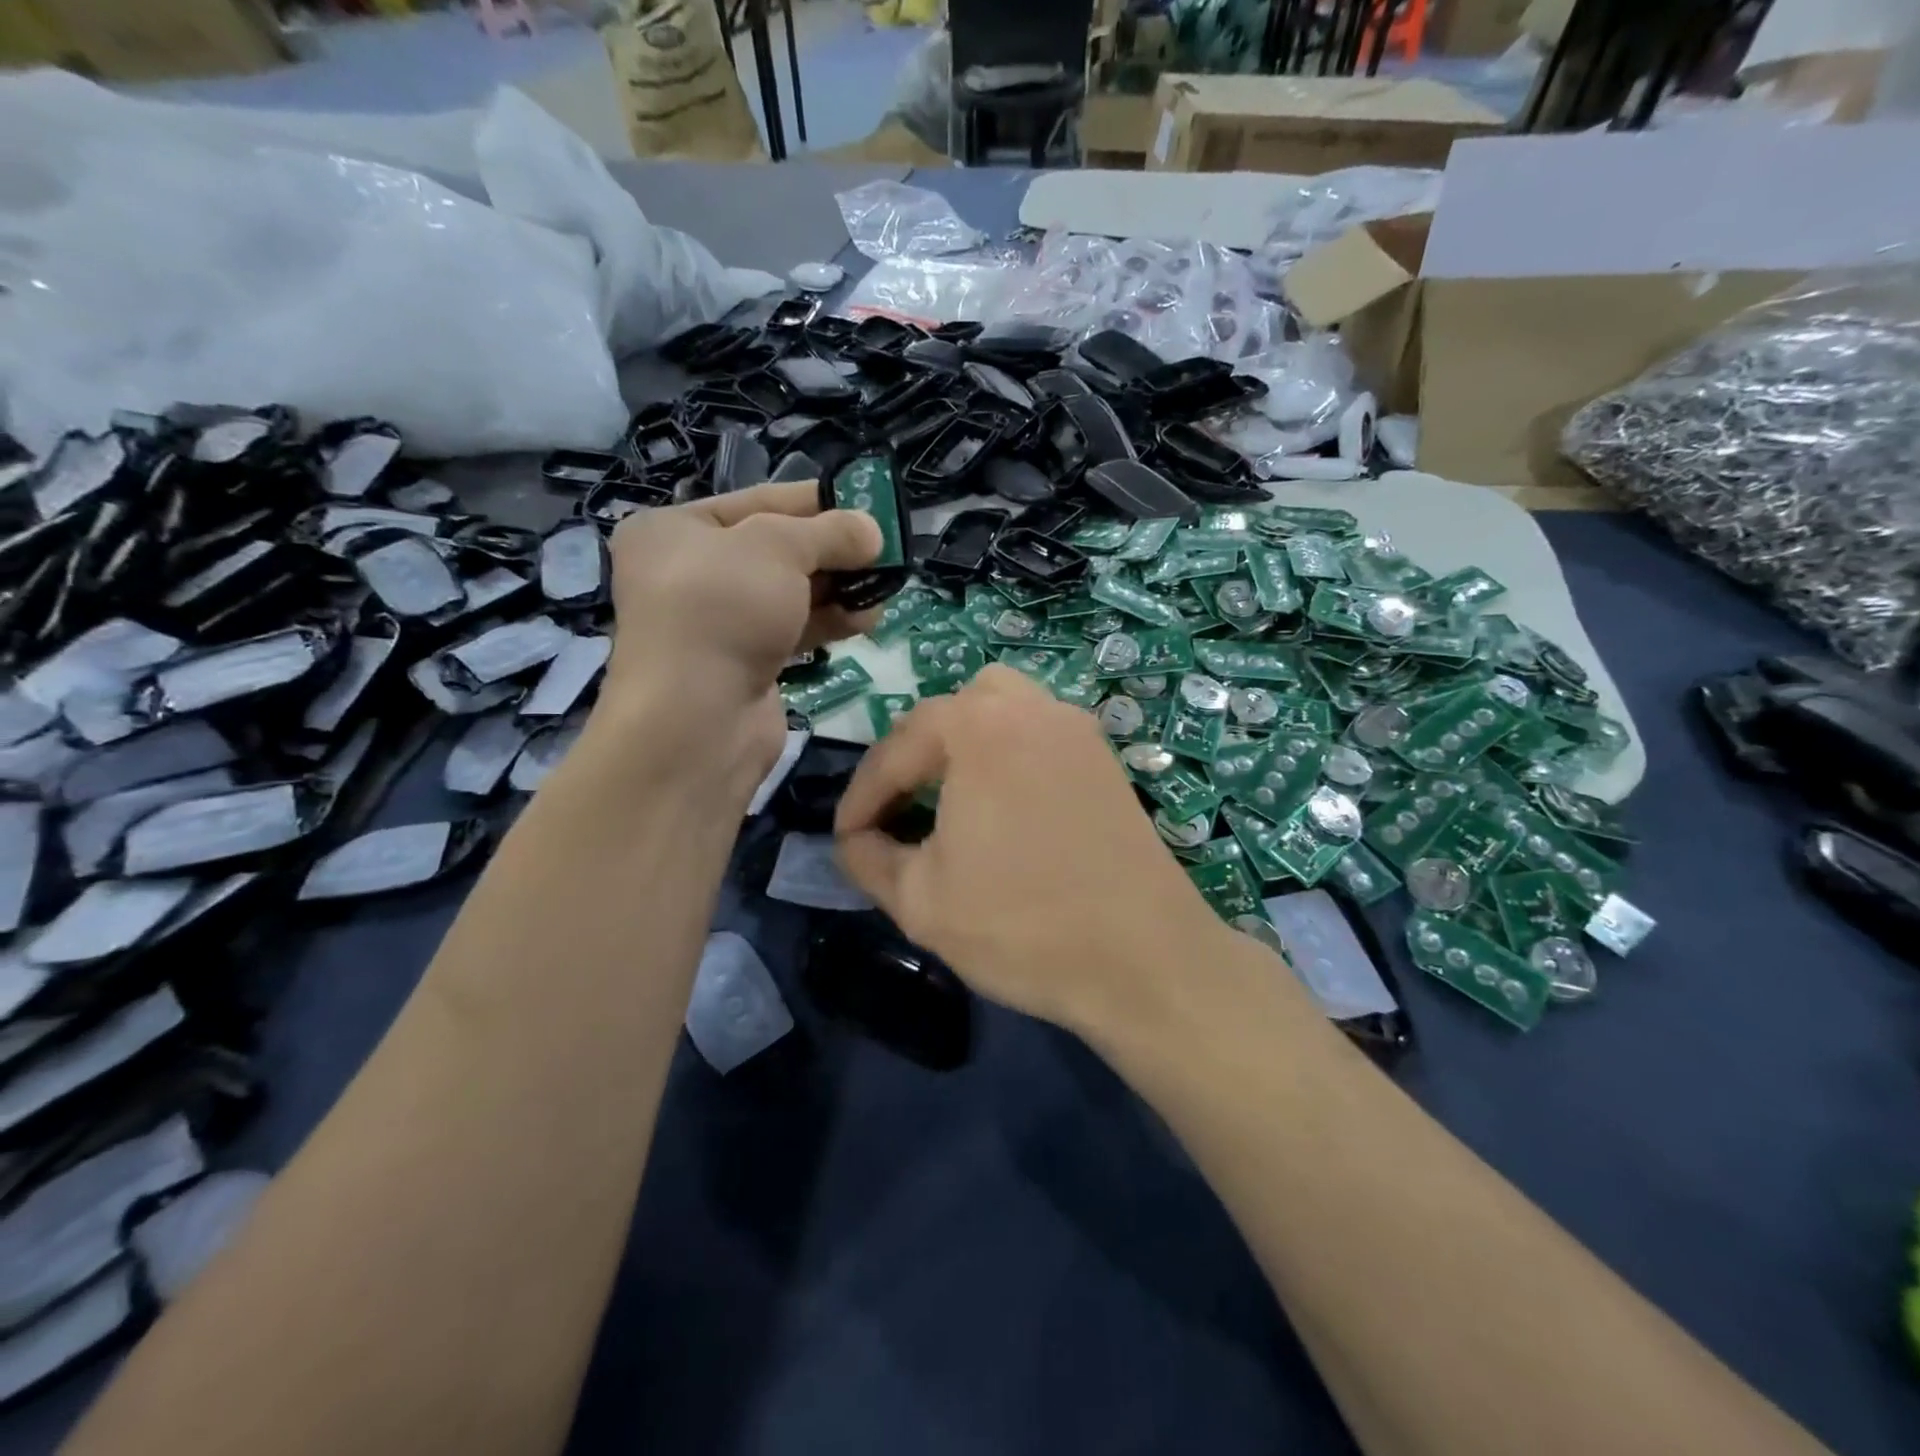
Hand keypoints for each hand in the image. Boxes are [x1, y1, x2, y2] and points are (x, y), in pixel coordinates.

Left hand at [600, 481, 881, 792]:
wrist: (699, 718)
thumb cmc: (725, 607)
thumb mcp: (780, 547)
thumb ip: (832, 532)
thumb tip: (873, 531)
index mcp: (676, 530)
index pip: (759, 500)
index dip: (816, 501)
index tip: (867, 504)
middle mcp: (691, 573)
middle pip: (778, 549)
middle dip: (834, 551)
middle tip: (883, 551)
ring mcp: (718, 623)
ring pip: (790, 594)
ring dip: (840, 589)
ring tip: (885, 586)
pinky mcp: (745, 663)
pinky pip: (793, 630)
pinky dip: (829, 622)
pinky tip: (868, 619)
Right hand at [834, 666, 1228, 1034]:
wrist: (1145, 960)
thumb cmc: (1022, 926)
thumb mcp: (920, 901)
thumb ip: (868, 858)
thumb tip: (854, 840)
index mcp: (977, 727)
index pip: (896, 750)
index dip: (861, 796)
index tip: (843, 836)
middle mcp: (1029, 708)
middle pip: (946, 713)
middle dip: (908, 759)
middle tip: (891, 810)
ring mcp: (1075, 728)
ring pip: (997, 709)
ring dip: (959, 743)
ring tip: (943, 794)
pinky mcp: (1104, 757)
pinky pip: (1036, 731)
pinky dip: (1004, 751)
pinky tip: (1001, 802)